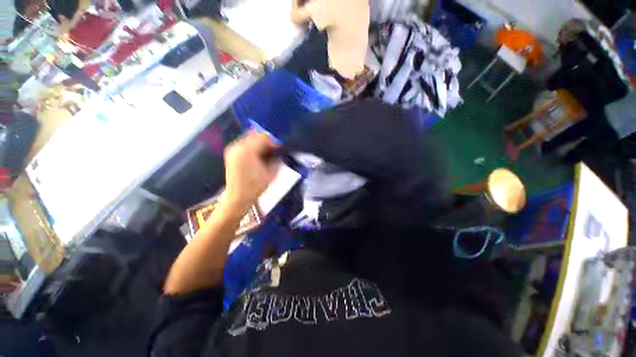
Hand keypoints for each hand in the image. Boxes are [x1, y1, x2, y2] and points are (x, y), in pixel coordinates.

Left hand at [223, 130, 280, 213]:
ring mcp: (232, 149)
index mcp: (248, 151)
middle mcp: (237, 147)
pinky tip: (257, 156)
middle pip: (255, 134)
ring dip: (259, 143)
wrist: (238, 197)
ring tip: (266, 153)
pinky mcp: (231, 153)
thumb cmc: (256, 187)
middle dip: (266, 141)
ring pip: (249, 138)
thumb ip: (276, 159)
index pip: (263, 137)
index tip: (279, 148)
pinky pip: (244, 144)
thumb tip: (279, 152)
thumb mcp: (271, 173)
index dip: (274, 141)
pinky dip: (253, 146)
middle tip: (273, 150)